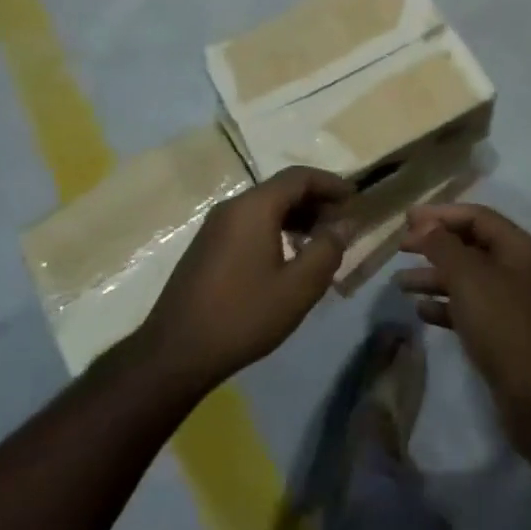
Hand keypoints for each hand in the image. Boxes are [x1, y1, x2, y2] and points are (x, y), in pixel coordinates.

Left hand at [139, 167, 351, 394]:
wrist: (175, 352)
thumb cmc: (243, 315)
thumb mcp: (298, 287)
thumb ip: (327, 249)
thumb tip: (345, 223)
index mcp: (254, 207)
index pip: (299, 177)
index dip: (330, 183)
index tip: (355, 199)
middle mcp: (232, 207)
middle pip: (281, 189)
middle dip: (315, 201)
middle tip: (341, 224)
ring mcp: (215, 227)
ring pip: (264, 207)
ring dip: (296, 217)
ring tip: (319, 241)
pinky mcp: (207, 247)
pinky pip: (249, 224)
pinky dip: (275, 229)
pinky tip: (287, 258)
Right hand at [397, 204, 530, 439]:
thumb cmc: (502, 323)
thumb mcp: (468, 277)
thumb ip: (443, 246)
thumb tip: (426, 226)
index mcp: (518, 248)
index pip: (476, 217)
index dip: (441, 214)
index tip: (407, 220)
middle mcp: (518, 269)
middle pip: (471, 245)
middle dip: (434, 244)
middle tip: (401, 247)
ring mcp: (512, 303)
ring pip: (467, 279)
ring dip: (434, 277)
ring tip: (401, 283)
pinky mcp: (503, 333)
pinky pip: (469, 308)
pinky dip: (445, 305)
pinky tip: (421, 311)